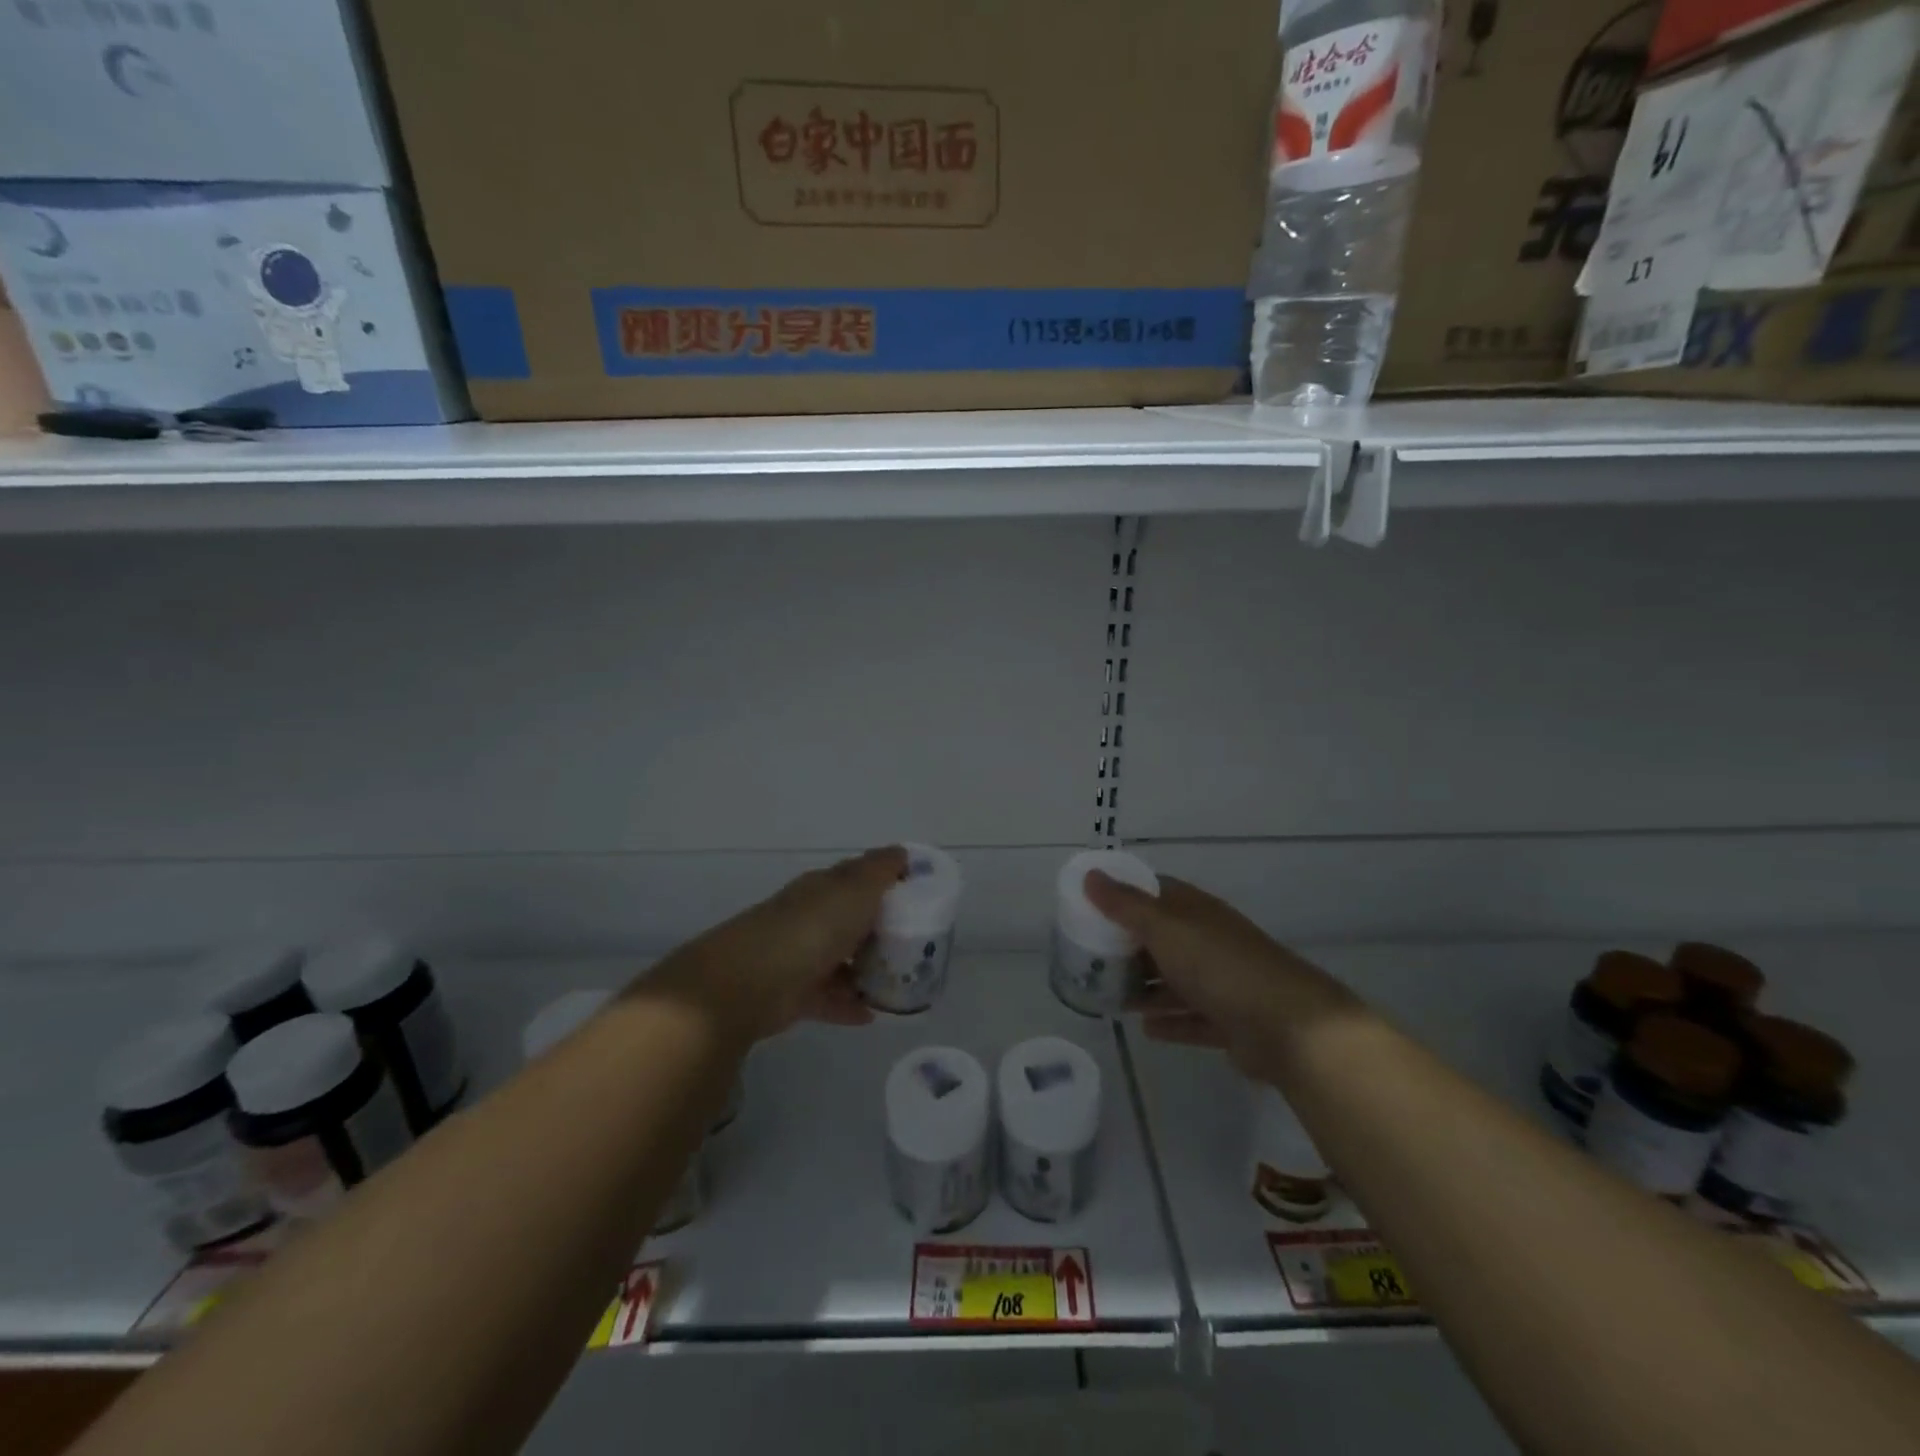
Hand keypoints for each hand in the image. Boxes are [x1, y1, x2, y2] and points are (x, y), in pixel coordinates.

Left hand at [648, 846, 906, 1044]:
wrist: (748, 981)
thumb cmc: (811, 928)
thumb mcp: (854, 890)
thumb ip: (880, 871)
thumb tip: (901, 851)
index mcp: (824, 888)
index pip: (858, 878)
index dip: (887, 882)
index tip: (919, 896)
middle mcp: (811, 918)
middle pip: (851, 920)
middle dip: (881, 930)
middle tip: (918, 945)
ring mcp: (800, 956)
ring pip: (841, 960)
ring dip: (866, 970)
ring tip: (900, 984)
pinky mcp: (793, 995)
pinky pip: (829, 998)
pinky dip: (849, 1005)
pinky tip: (872, 1015)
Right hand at [1083, 871, 1360, 1078]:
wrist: (1290, 1027)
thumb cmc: (1220, 966)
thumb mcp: (1165, 929)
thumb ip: (1125, 906)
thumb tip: (1091, 874)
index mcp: (1195, 911)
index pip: (1155, 893)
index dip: (1123, 896)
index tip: (1090, 908)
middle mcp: (1209, 941)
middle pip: (1162, 938)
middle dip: (1129, 947)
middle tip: (1090, 959)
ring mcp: (1223, 982)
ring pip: (1175, 980)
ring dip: (1146, 988)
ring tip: (1110, 997)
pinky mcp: (1231, 1021)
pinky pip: (1192, 1018)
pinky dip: (1170, 1021)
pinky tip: (1145, 1028)